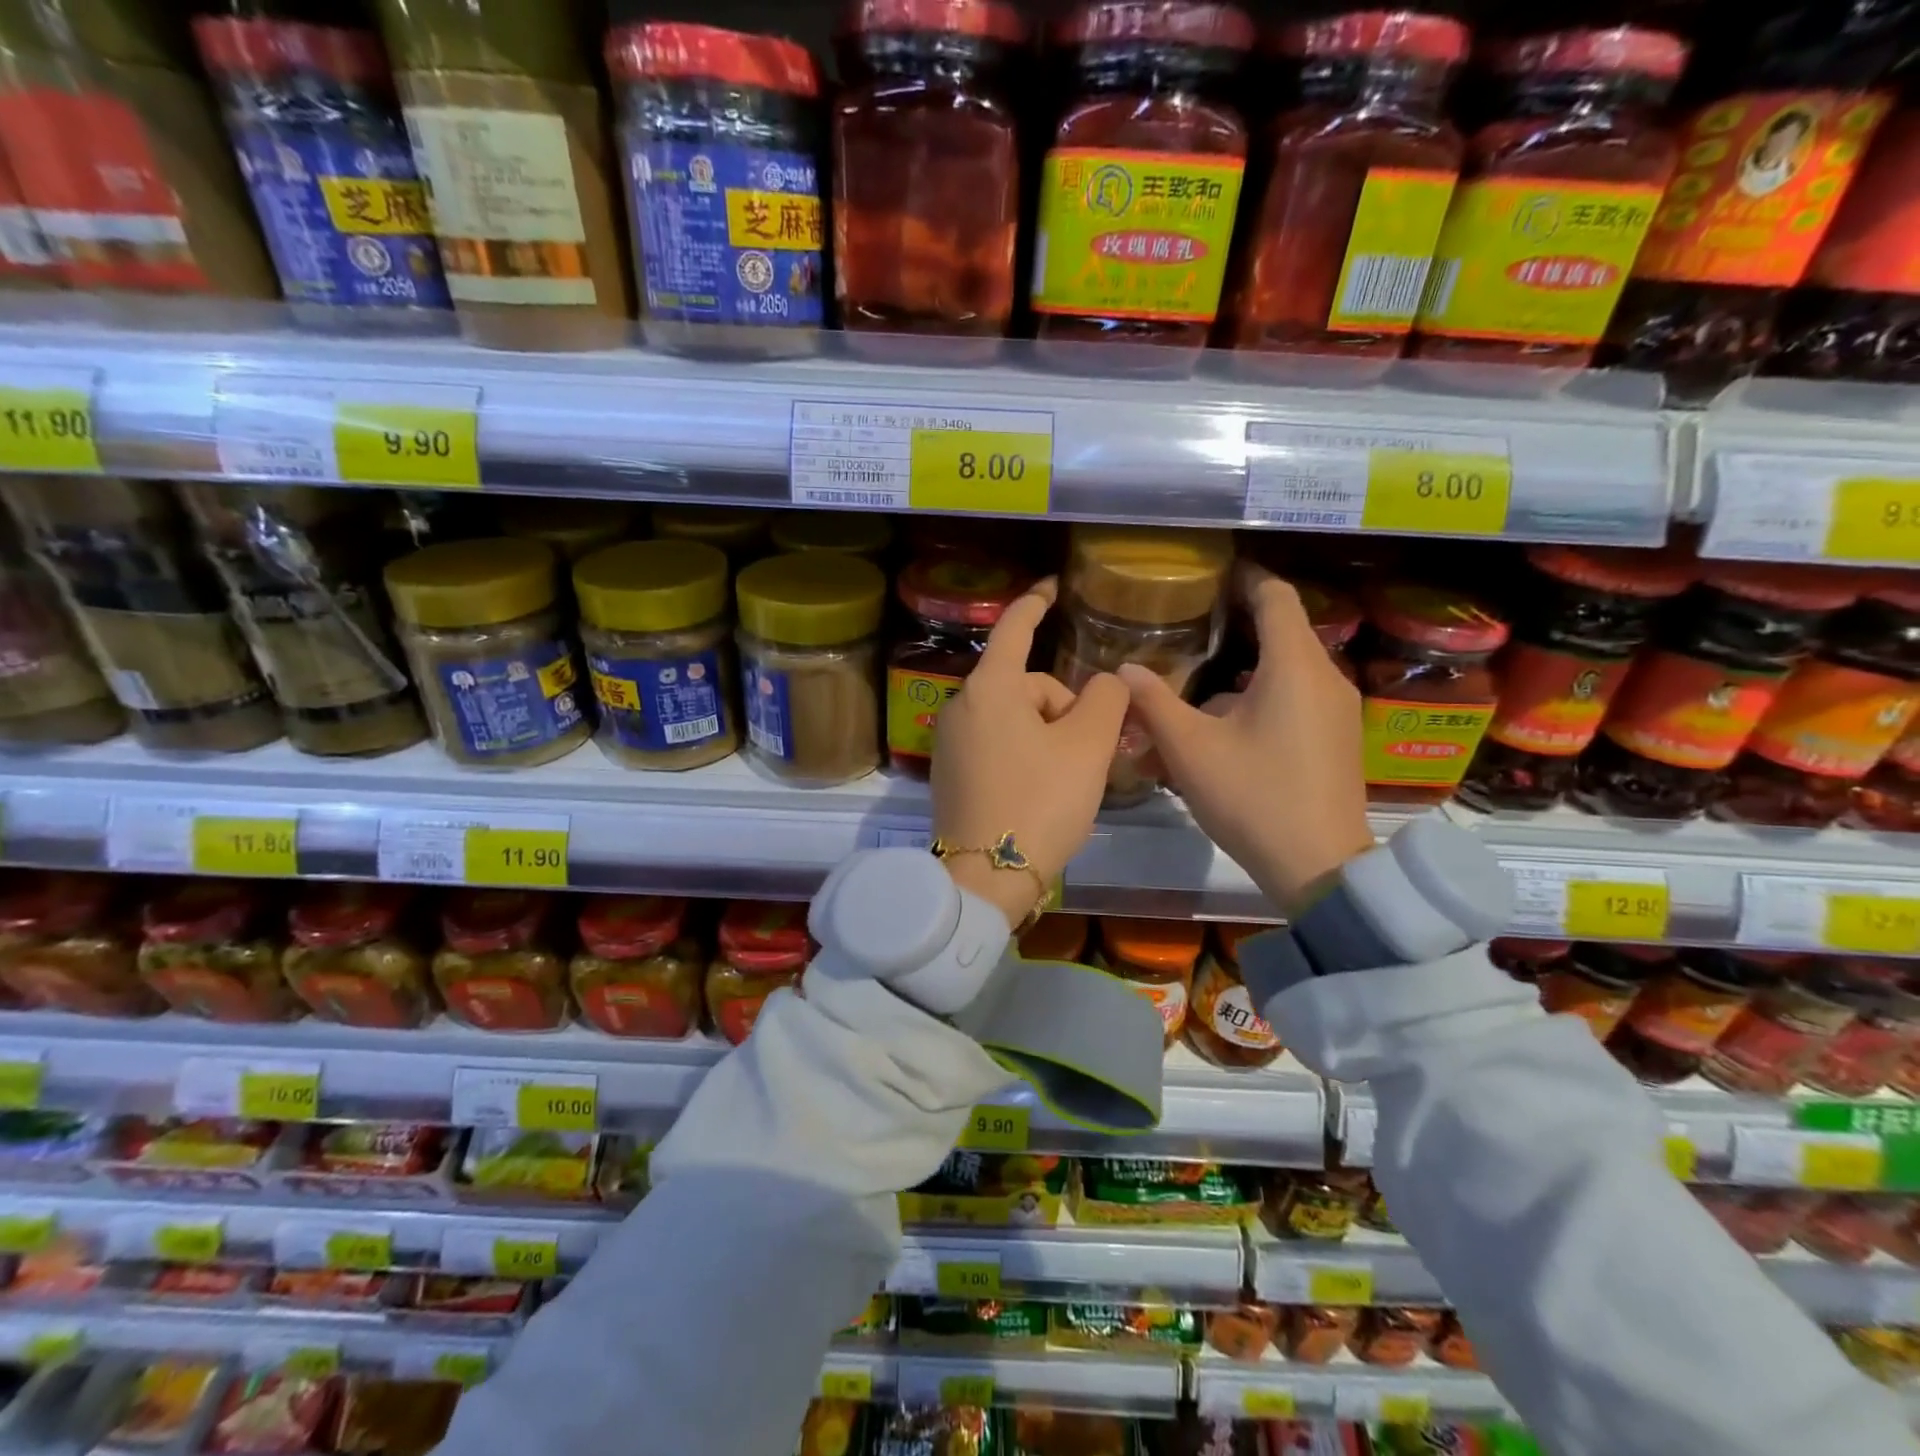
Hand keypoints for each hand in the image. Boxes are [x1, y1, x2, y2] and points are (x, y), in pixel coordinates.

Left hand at [932, 578, 1129, 928]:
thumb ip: (1107, 700)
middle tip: (1087, 755)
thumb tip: (1106, 682)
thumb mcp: (1088, 748)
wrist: (985, 878)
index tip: (1052, 588)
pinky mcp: (949, 772)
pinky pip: (996, 744)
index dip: (1037, 604)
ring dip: (1047, 736)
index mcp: (989, 688)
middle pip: (1026, 686)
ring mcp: (949, 741)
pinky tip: (1038, 792)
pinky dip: (1024, 754)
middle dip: (1063, 710)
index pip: (1015, 628)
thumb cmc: (1040, 803)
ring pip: (1014, 718)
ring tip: (1067, 780)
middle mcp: (961, 706)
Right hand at [1119, 564, 1374, 912]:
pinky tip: (1217, 734)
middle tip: (1186, 630)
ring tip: (1190, 695)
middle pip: (1277, 634)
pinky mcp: (1335, 739)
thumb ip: (1153, 703)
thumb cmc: (1253, 797)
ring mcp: (1335, 710)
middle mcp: (1323, 677)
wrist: (1320, 868)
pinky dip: (1255, 703)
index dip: (1244, 577)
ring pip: (1281, 674)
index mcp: (1293, 665)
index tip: (1211, 573)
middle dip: (1231, 631)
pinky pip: (1292, 703)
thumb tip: (1125, 670)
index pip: (1275, 595)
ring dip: (1236, 678)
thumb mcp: (1190, 749)